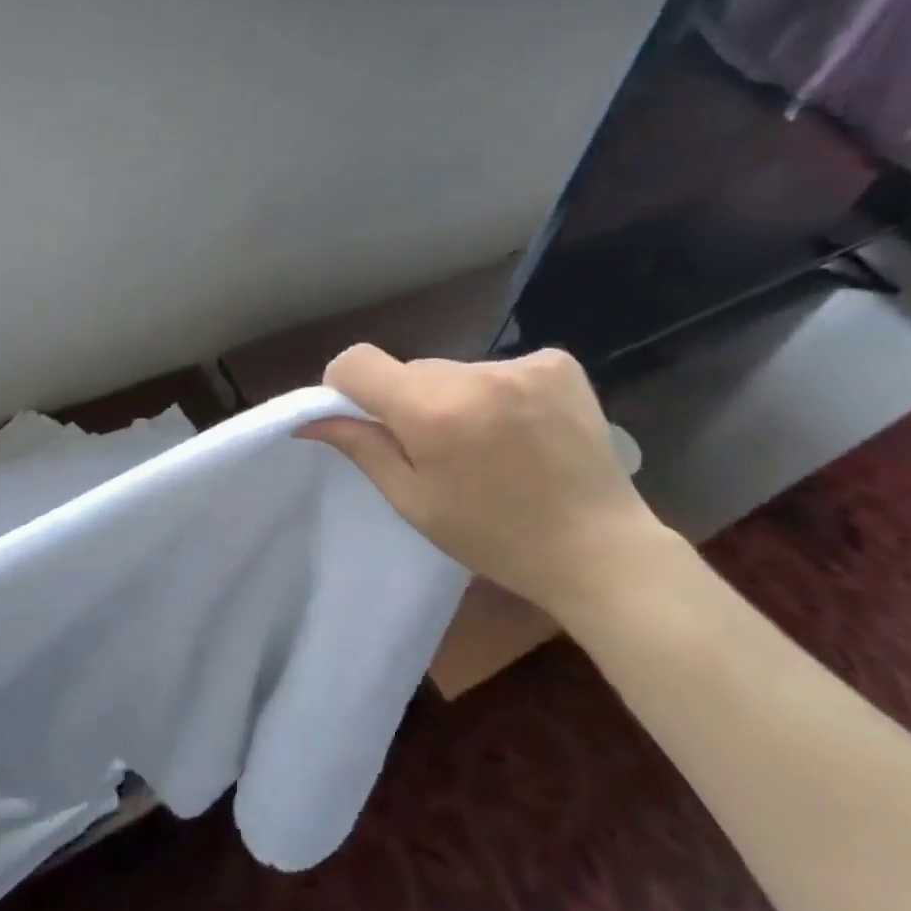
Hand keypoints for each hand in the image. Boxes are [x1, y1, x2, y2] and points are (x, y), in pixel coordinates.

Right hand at [298, 345, 666, 613]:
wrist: (597, 548)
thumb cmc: (494, 537)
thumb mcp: (414, 502)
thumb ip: (362, 447)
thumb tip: (312, 419)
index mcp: (431, 409)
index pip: (357, 362)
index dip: (346, 386)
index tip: (361, 417)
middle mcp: (474, 373)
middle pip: (413, 370)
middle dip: (411, 402)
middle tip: (438, 451)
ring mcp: (523, 363)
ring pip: (457, 370)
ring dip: (457, 398)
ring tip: (489, 446)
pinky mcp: (558, 362)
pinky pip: (500, 369)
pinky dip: (499, 393)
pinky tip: (524, 431)